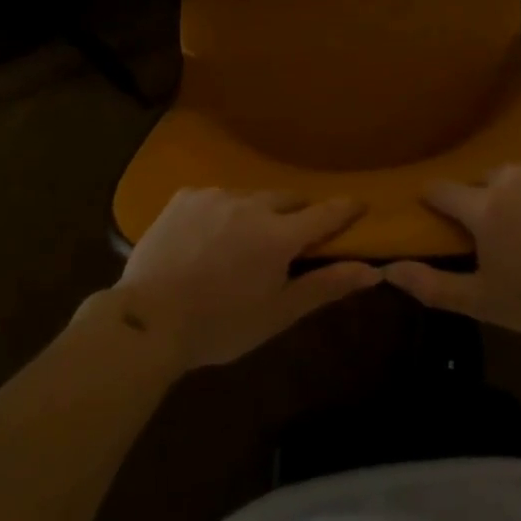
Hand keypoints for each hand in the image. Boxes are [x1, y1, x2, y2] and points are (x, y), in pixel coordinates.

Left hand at [113, 189, 380, 369]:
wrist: (147, 320)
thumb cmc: (219, 325)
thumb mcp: (277, 314)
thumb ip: (325, 287)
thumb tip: (373, 271)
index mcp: (278, 235)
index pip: (325, 213)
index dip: (345, 209)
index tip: (360, 205)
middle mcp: (251, 203)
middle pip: (287, 199)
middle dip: (296, 214)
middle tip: (292, 237)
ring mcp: (215, 195)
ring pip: (250, 196)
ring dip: (257, 212)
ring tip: (244, 241)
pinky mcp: (185, 195)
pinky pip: (216, 197)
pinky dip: (222, 212)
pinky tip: (208, 237)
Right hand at [383, 156, 520, 342]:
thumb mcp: (485, 302)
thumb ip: (433, 286)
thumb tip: (387, 269)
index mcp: (483, 208)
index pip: (442, 191)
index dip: (435, 199)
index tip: (435, 207)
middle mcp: (507, 177)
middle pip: (482, 180)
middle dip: (483, 199)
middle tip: (500, 229)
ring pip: (516, 173)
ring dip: (516, 190)